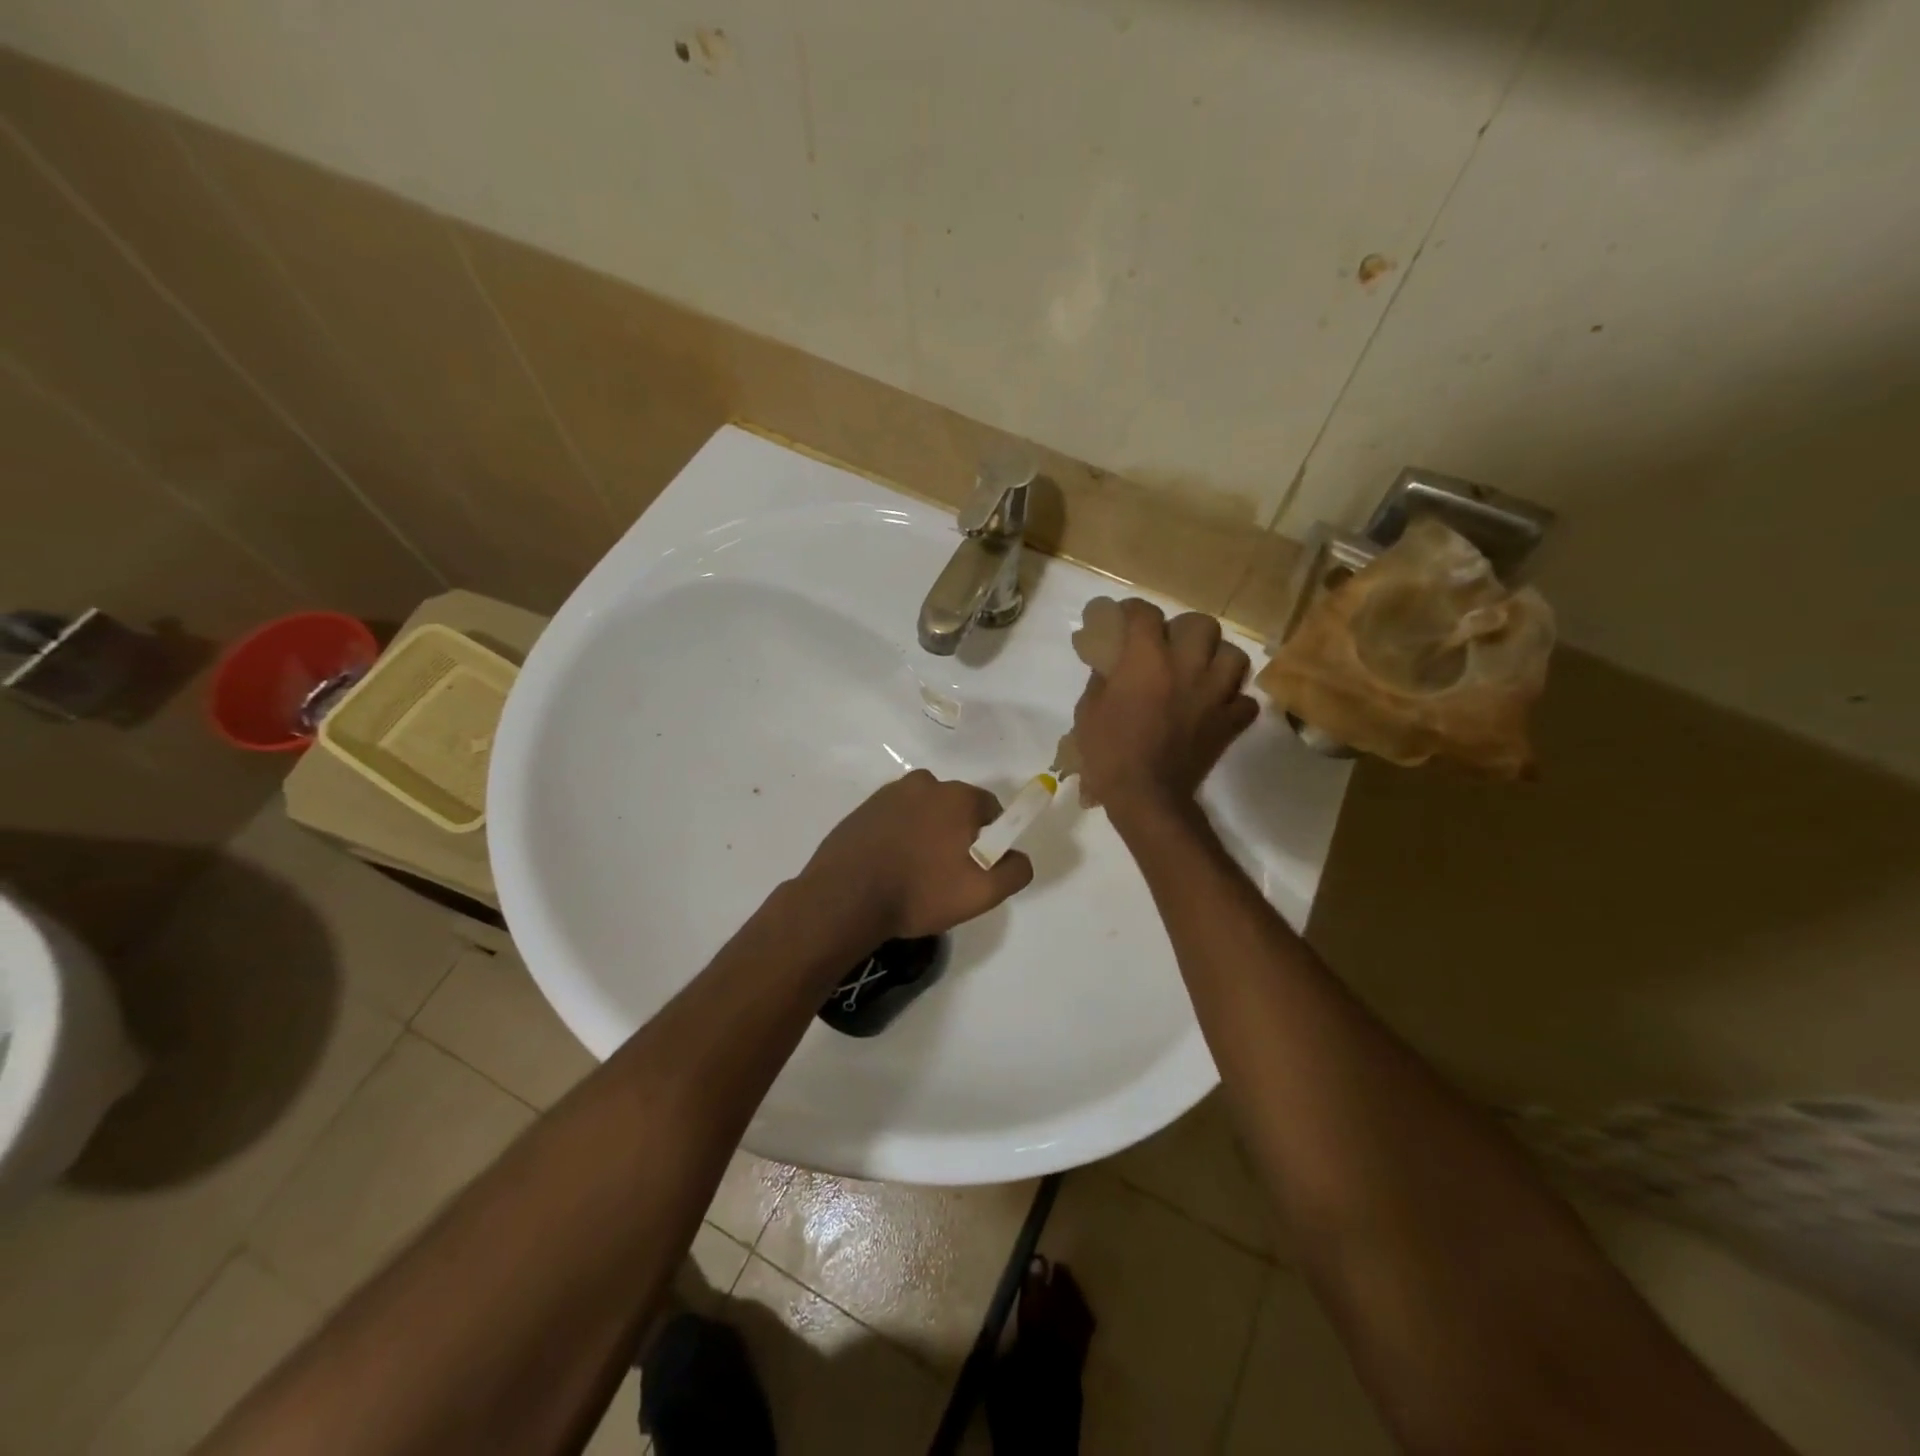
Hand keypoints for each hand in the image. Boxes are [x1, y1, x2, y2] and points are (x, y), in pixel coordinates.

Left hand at [802, 770, 1034, 942]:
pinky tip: (889, 867)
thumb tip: (1018, 856)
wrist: (844, 898)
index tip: (977, 867)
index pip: (991, 809)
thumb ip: (1015, 870)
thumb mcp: (982, 892)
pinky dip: (898, 837)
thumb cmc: (920, 891)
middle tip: (946, 874)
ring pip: (923, 813)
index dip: (990, 839)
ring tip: (913, 874)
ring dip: (925, 834)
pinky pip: (894, 820)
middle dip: (957, 835)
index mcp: (957, 796)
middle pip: (955, 808)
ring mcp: (888, 794)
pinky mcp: (862, 809)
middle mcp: (924, 783)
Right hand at [1073, 599, 1257, 813]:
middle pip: (1201, 624)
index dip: (1133, 610)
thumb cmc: (1108, 752)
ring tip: (1201, 671)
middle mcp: (1187, 666)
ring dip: (1217, 659)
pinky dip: (1233, 700)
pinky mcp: (1231, 722)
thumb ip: (1102, 679)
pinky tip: (1217, 706)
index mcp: (1147, 660)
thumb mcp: (1088, 710)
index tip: (1125, 617)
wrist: (1146, 796)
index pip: (1145, 614)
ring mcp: (1216, 694)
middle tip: (1170, 645)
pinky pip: (1245, 700)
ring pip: (1234, 655)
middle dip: (1184, 630)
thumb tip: (1111, 664)